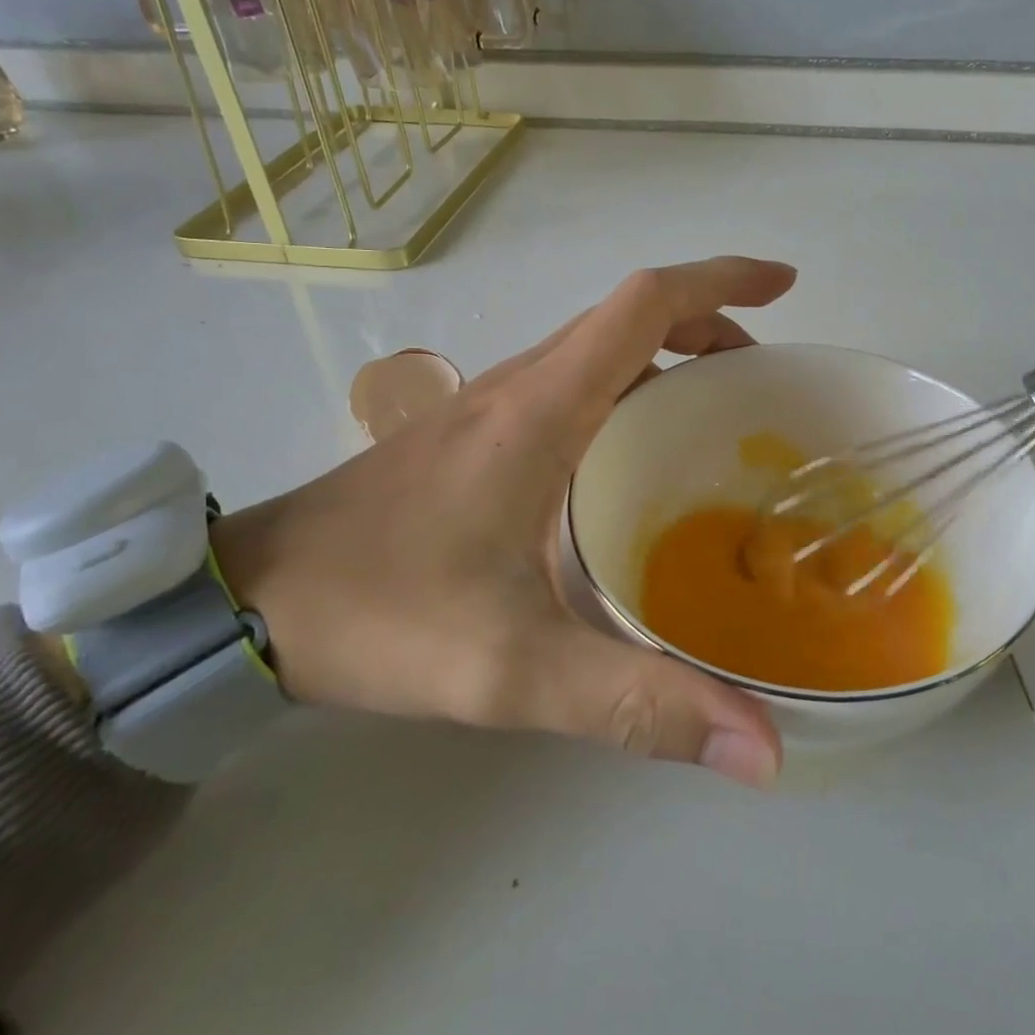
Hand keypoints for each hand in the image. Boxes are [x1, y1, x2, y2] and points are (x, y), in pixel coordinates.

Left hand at [208, 258, 796, 785]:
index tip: (783, 285)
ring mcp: (491, 405)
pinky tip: (635, 458)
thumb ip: (637, 706)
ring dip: (667, 355)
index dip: (720, 281)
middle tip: (764, 382)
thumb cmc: (383, 616)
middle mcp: (520, 387)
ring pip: (597, 348)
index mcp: (541, 410)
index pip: (643, 305)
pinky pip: (570, 383)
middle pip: (628, 317)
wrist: (251, 600)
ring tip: (719, 414)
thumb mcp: (514, 671)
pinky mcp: (474, 434)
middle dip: (710, 324)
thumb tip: (762, 753)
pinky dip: (626, 389)